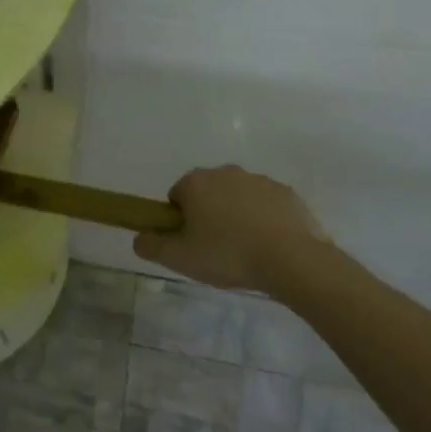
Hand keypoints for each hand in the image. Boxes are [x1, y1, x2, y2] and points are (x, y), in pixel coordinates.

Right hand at [133, 165, 328, 291]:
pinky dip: (264, 220)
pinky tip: (269, 246)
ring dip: (236, 216)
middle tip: (215, 249)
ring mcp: (259, 180)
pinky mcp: (287, 193)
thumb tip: (138, 238)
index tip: (191, 243)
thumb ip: (151, 246)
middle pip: (207, 193)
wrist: (291, 259)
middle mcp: (225, 172)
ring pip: (237, 198)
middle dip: (208, 215)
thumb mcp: (179, 258)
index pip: (176, 196)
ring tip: (245, 251)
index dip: (180, 221)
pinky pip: (266, 205)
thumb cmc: (227, 255)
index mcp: (196, 182)